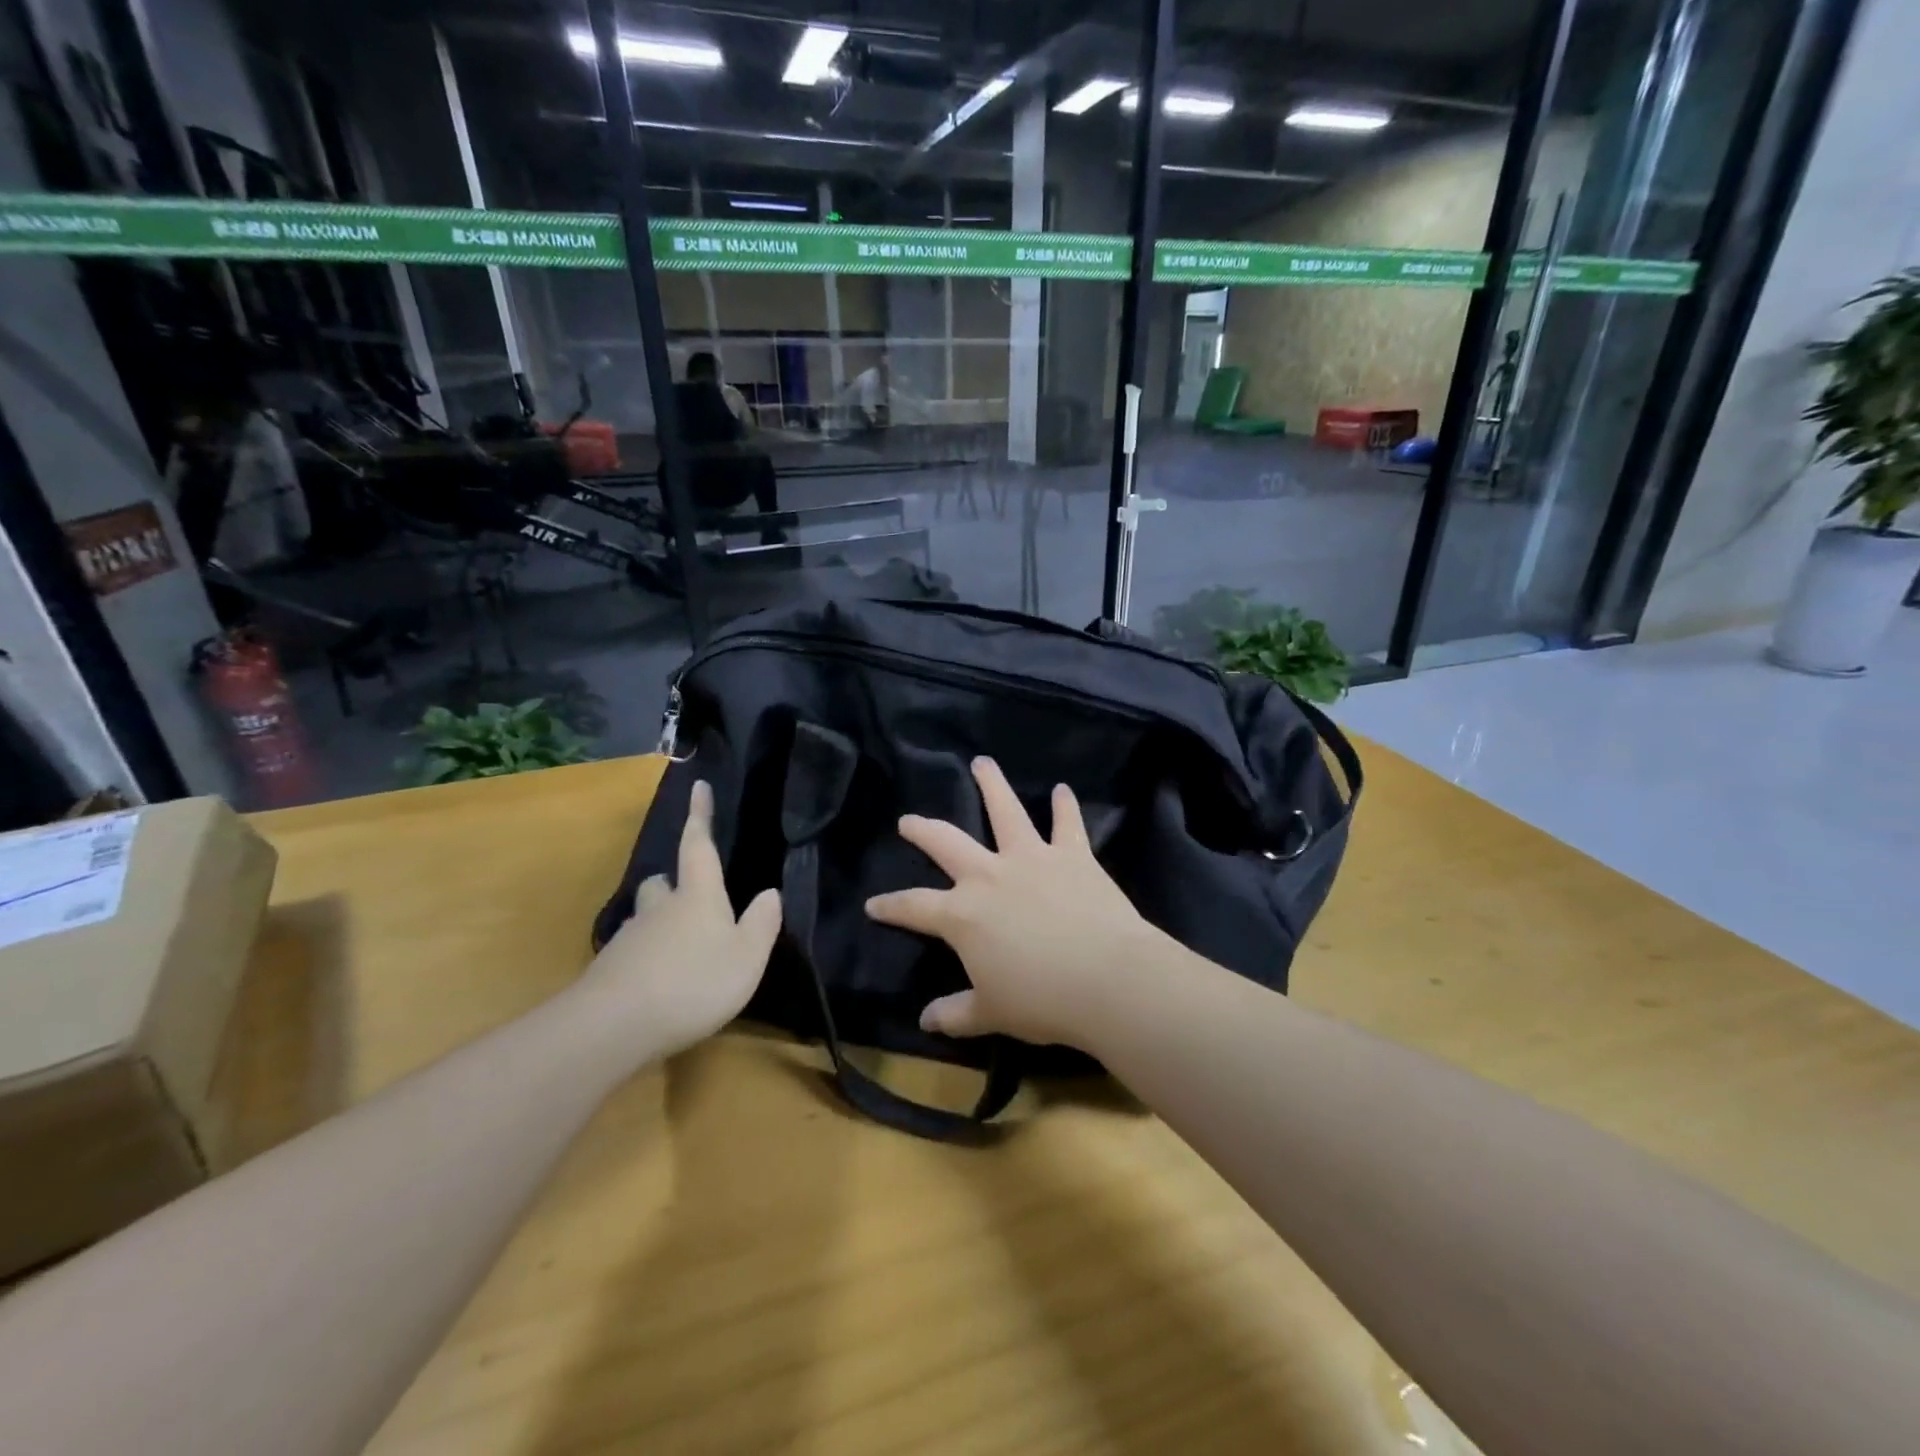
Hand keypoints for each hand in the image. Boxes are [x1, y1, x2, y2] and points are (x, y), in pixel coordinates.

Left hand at [577, 781, 780, 1061]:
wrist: (614, 1025)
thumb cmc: (694, 983)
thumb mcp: (747, 957)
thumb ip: (762, 924)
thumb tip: (771, 893)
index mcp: (698, 895)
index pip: (698, 845)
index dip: (700, 815)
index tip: (697, 786)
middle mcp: (661, 907)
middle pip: (662, 882)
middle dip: (673, 883)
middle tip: (690, 896)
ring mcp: (631, 937)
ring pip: (646, 916)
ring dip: (660, 920)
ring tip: (680, 947)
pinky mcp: (610, 969)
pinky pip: (633, 951)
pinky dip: (647, 957)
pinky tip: (658, 982)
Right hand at [865, 758, 1165, 1049]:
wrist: (1106, 979)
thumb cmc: (1041, 1000)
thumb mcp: (991, 1013)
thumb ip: (956, 1013)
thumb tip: (926, 1021)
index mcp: (963, 915)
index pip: (914, 907)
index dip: (890, 906)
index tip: (873, 904)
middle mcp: (990, 876)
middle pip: (947, 843)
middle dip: (923, 830)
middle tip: (908, 820)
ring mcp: (1032, 859)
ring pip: (1006, 812)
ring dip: (992, 785)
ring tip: (982, 763)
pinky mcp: (1072, 856)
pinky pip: (1068, 824)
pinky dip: (1065, 806)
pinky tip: (1063, 790)